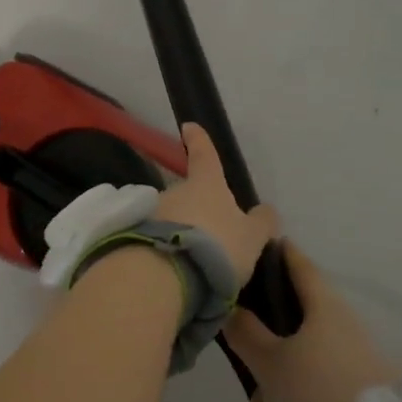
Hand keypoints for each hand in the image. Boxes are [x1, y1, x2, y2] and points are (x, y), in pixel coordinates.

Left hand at [152, 124, 280, 284]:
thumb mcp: (252, 237)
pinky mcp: (136, 236)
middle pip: (187, 194)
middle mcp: (174, 191)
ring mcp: (152, 212)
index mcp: (206, 184)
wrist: (170, 274)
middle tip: (210, 236)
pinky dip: (167, 247)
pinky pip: (158, 237)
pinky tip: (176, 268)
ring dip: (180, 231)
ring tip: (194, 261)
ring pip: (171, 217)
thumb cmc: (219, 246)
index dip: (199, 141)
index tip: (188, 127)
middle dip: (196, 209)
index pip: (204, 155)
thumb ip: (260, 223)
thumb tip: (265, 211)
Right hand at [223, 239, 401, 401]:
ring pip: (302, 376)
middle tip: (250, 393)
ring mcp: (356, 368)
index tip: (261, 244)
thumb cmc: (317, 393)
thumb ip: (245, 333)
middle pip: (293, 332)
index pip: (299, 265)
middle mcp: (344, 332)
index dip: (279, 253)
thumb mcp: (270, 363)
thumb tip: (232, 307)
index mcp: (324, 309)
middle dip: (264, 364)